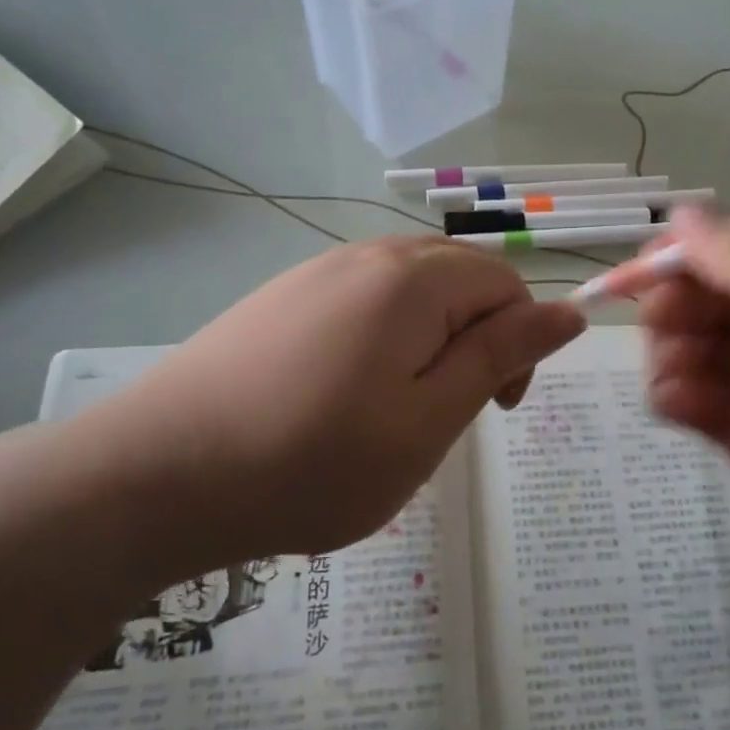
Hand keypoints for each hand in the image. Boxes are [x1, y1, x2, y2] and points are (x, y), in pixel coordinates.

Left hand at [75, 237, 584, 582]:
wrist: (159, 474)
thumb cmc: (313, 461)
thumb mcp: (429, 420)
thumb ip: (502, 356)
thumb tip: (569, 311)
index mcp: (415, 279)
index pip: (507, 284)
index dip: (520, 344)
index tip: (495, 410)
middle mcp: (367, 256)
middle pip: (460, 279)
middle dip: (476, 340)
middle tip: (446, 413)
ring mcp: (317, 272)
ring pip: (411, 292)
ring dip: (429, 343)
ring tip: (394, 411)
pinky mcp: (281, 297)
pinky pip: (361, 302)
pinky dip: (382, 340)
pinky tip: (342, 395)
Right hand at [600, 210, 729, 636]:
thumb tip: (684, 212)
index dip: (692, 249)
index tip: (642, 266)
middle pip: (716, 292)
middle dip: (678, 302)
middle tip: (658, 324)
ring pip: (697, 344)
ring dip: (671, 350)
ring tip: (670, 373)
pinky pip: (697, 399)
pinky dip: (676, 395)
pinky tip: (674, 405)